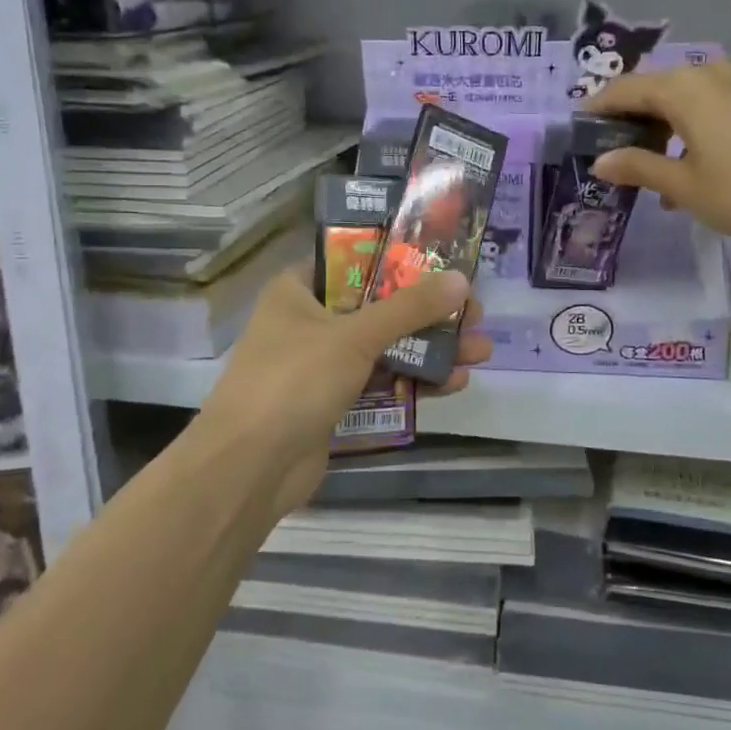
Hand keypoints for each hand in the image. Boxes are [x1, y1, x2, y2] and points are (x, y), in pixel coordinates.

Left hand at [191, 267, 491, 517]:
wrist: (249, 469)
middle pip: (380, 306)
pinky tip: (455, 382)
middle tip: (475, 314)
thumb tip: (461, 279)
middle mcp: (310, 321)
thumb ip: (410, 308)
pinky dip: (415, 381)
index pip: (356, 261)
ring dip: (432, 349)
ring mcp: (322, 365)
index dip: (403, 260)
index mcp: (298, 290)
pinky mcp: (334, 402)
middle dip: (430, 313)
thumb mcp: (355, 336)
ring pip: (386, 347)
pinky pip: (381, 382)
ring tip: (481, 351)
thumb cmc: (294, 381)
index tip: (447, 264)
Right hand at [588, 60, 730, 246]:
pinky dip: (685, 126)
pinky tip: (682, 163)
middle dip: (628, 114)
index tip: (578, 127)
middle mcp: (705, 76)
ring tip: (644, 162)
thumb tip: (600, 161)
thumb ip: (637, 167)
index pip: (625, 89)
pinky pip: (705, 104)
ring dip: (658, 123)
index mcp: (681, 90)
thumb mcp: (680, 185)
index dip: (599, 107)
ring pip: (680, 96)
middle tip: (609, 147)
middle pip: (653, 87)